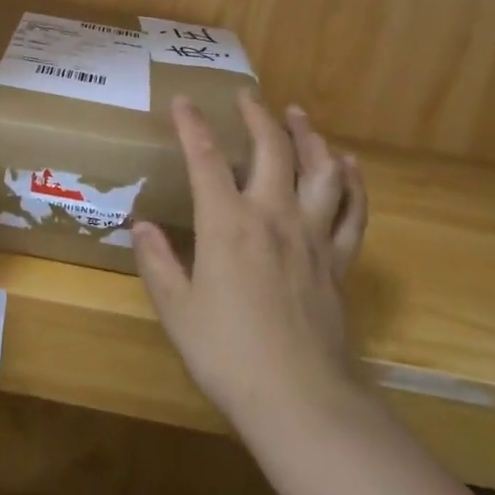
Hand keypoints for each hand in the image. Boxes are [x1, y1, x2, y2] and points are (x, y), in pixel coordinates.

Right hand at [132, 92, 367, 436]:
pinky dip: (352, 182)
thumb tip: (142, 226)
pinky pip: (353, 210)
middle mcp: (273, 216)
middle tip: (248, 95)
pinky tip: (348, 165)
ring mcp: (313, 236)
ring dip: (309, 136)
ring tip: (299, 115)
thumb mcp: (176, 308)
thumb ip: (157, 261)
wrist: (299, 399)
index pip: (205, 159)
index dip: (192, 126)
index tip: (183, 101)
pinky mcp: (339, 260)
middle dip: (257, 116)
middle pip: (271, 150)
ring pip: (318, 170)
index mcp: (227, 224)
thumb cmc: (227, 353)